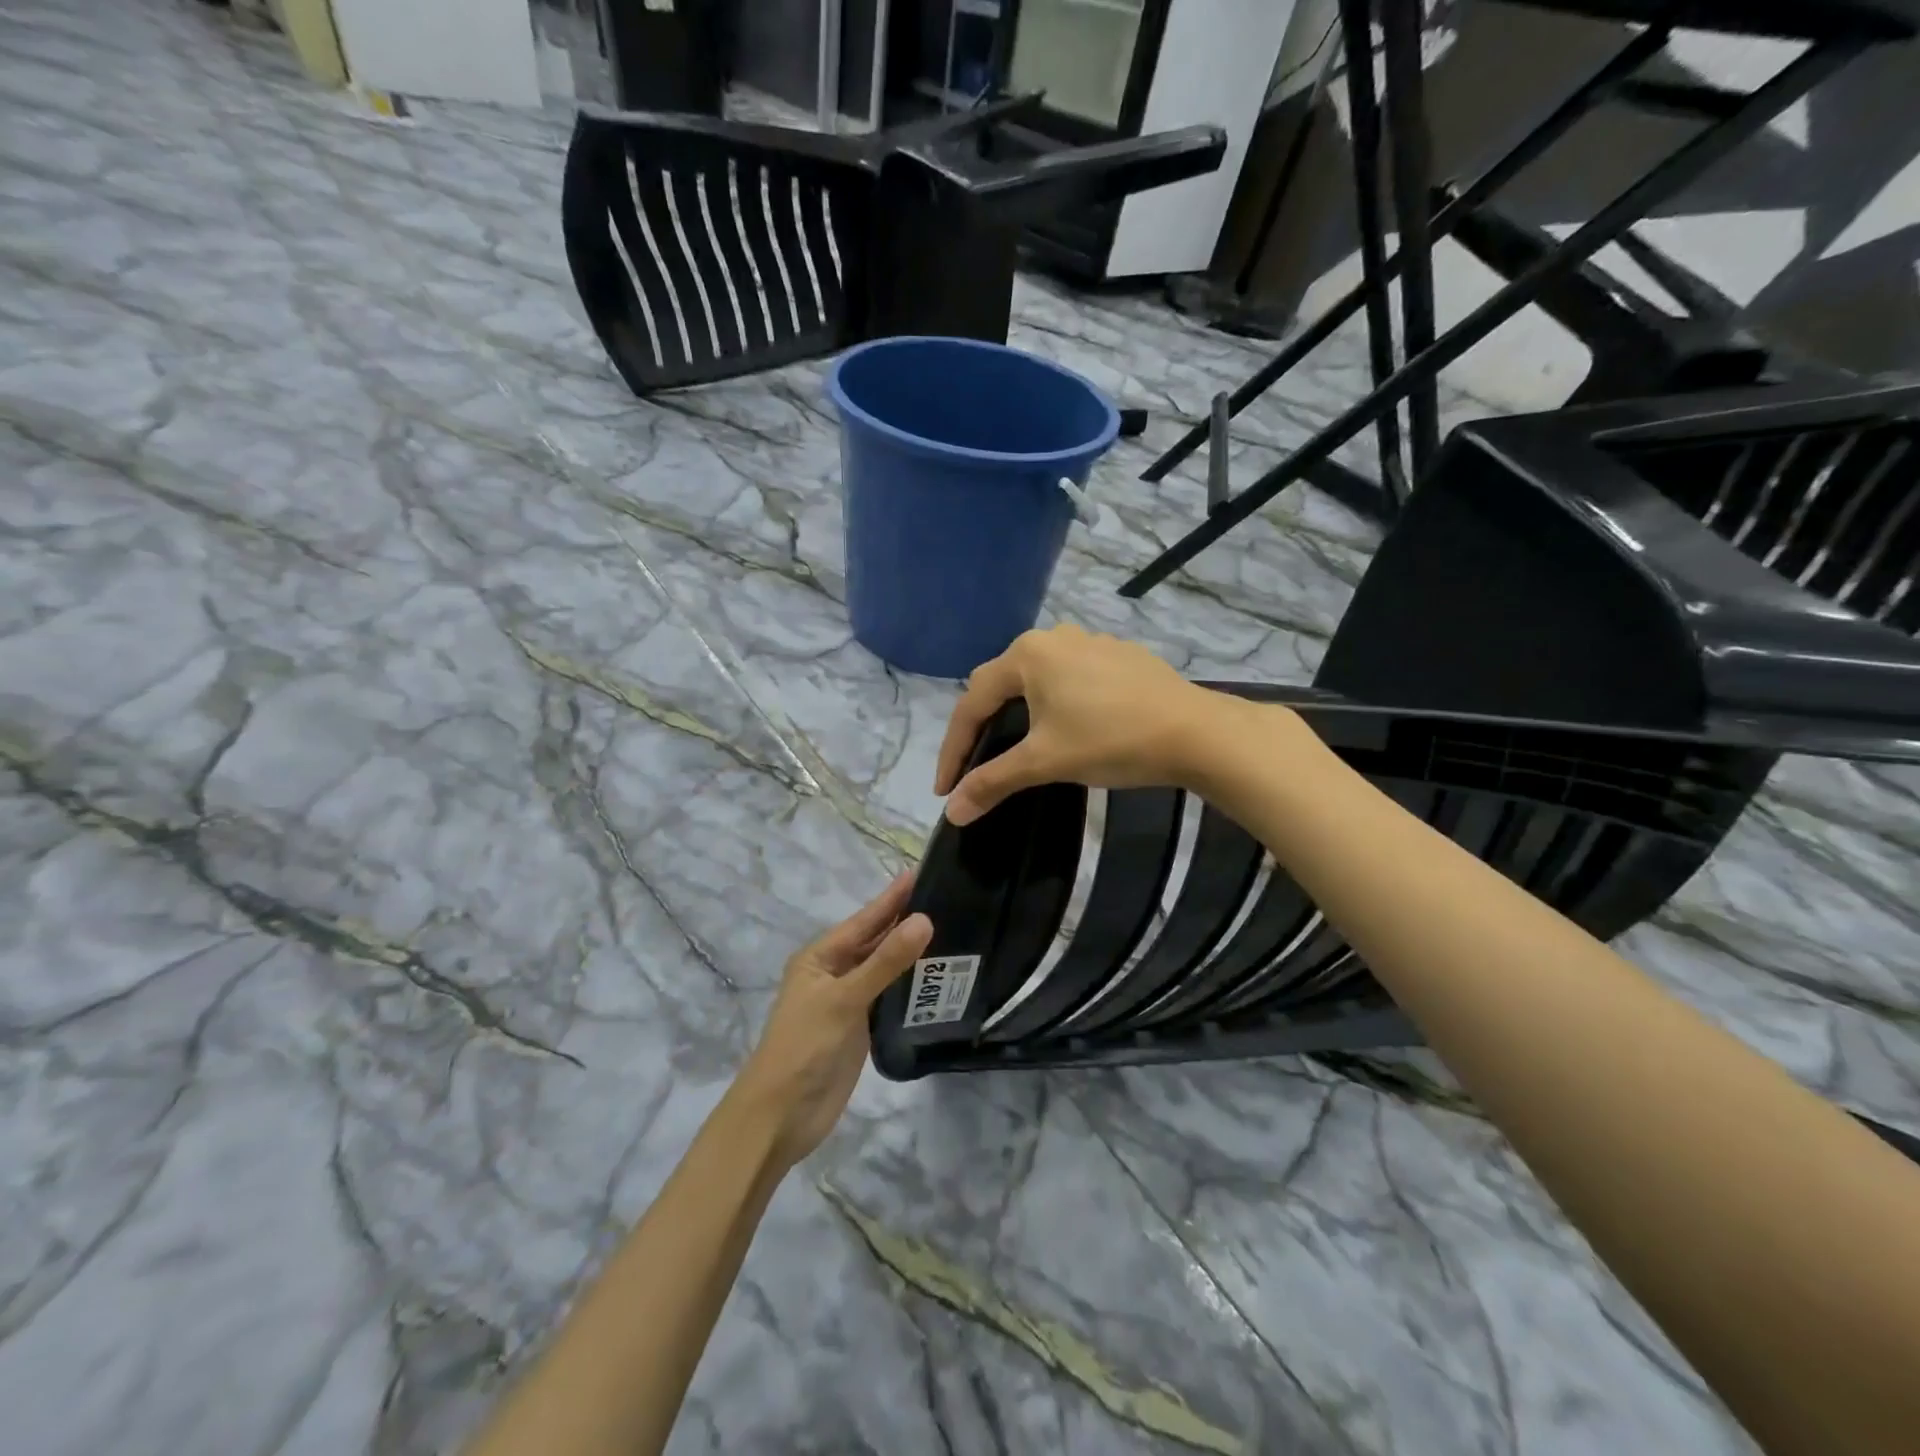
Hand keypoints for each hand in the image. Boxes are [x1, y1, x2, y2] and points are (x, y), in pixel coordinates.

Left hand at [731, 872, 932, 1168]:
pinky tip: (938, 977)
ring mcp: (848, 1001)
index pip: (865, 919)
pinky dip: (912, 985)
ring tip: (954, 930)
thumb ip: (886, 962)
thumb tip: (925, 919)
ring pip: (886, 968)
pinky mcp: (861, 1028)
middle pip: (876, 941)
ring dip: (912, 953)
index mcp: (821, 956)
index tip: (923, 871)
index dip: (893, 897)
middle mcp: (834, 972)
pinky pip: (890, 996)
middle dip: (906, 920)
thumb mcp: (844, 999)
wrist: (780, 1117)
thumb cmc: (804, 1047)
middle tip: (949, 897)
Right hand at [935, 625, 1220, 825]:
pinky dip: (1054, 705)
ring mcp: (1090, 642)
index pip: (972, 703)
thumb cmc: (1110, 740)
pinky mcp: (1118, 656)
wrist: (1195, 732)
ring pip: (1037, 680)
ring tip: (1016, 748)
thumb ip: (992, 782)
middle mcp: (1053, 637)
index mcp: (1027, 654)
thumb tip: (952, 812)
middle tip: (974, 766)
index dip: (953, 749)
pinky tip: (1068, 728)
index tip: (944, 789)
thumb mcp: (1044, 762)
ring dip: (1019, 714)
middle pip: (1001, 685)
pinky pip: (1070, 679)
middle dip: (982, 727)